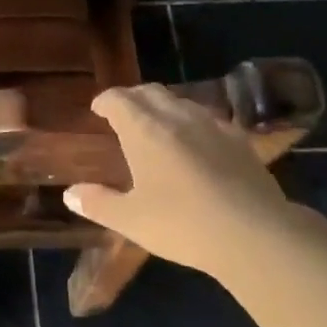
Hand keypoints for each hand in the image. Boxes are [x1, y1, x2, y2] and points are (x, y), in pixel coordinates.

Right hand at [63, 85, 296, 273]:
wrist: (255, 234)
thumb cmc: (182, 225)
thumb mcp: (131, 220)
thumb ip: (98, 203)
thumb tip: (70, 194)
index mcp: (144, 129)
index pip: (119, 99)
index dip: (106, 101)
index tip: (98, 109)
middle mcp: (176, 117)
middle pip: (150, 92)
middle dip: (133, 98)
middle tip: (123, 114)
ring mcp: (213, 125)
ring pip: (181, 103)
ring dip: (163, 108)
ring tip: (158, 128)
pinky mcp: (240, 141)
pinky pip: (209, 120)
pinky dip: (193, 124)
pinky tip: (197, 146)